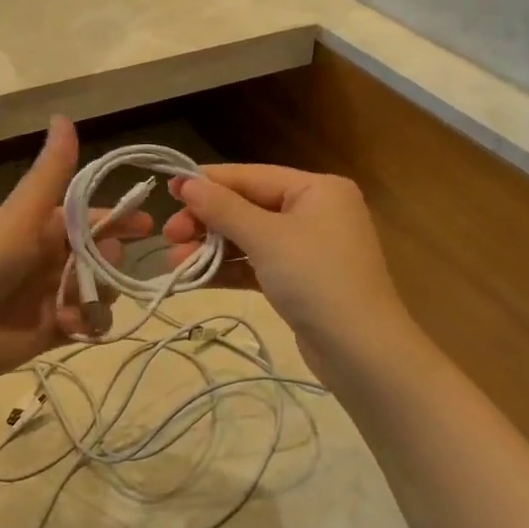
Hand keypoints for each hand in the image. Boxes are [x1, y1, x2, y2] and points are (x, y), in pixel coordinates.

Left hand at [0, 117, 149, 391]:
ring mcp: (51, 297)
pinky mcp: (50, 333)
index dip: (119, 220)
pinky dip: (87, 324)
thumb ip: (50, 174)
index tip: (147, 225)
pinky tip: (69, 325)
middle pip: (101, 257)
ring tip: (77, 303)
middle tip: (101, 268)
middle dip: (110, 262)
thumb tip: (64, 115)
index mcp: (39, 227)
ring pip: (99, 292)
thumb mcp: (17, 216)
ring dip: (98, 296)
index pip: (90, 219)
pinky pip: (87, 325)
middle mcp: (48, 259)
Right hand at [162, 165, 410, 377]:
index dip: (208, 182)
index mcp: (317, 189)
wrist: (360, 351)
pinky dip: (228, 269)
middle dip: (206, 221)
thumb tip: (186, 183)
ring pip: (249, 238)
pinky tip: (195, 278)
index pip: (252, 176)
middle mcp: (315, 211)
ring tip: (174, 262)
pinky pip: (256, 264)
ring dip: (211, 248)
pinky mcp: (300, 280)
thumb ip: (224, 209)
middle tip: (169, 236)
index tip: (168, 189)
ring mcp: (308, 248)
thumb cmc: (316, 279)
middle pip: (248, 207)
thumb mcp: (266, 238)